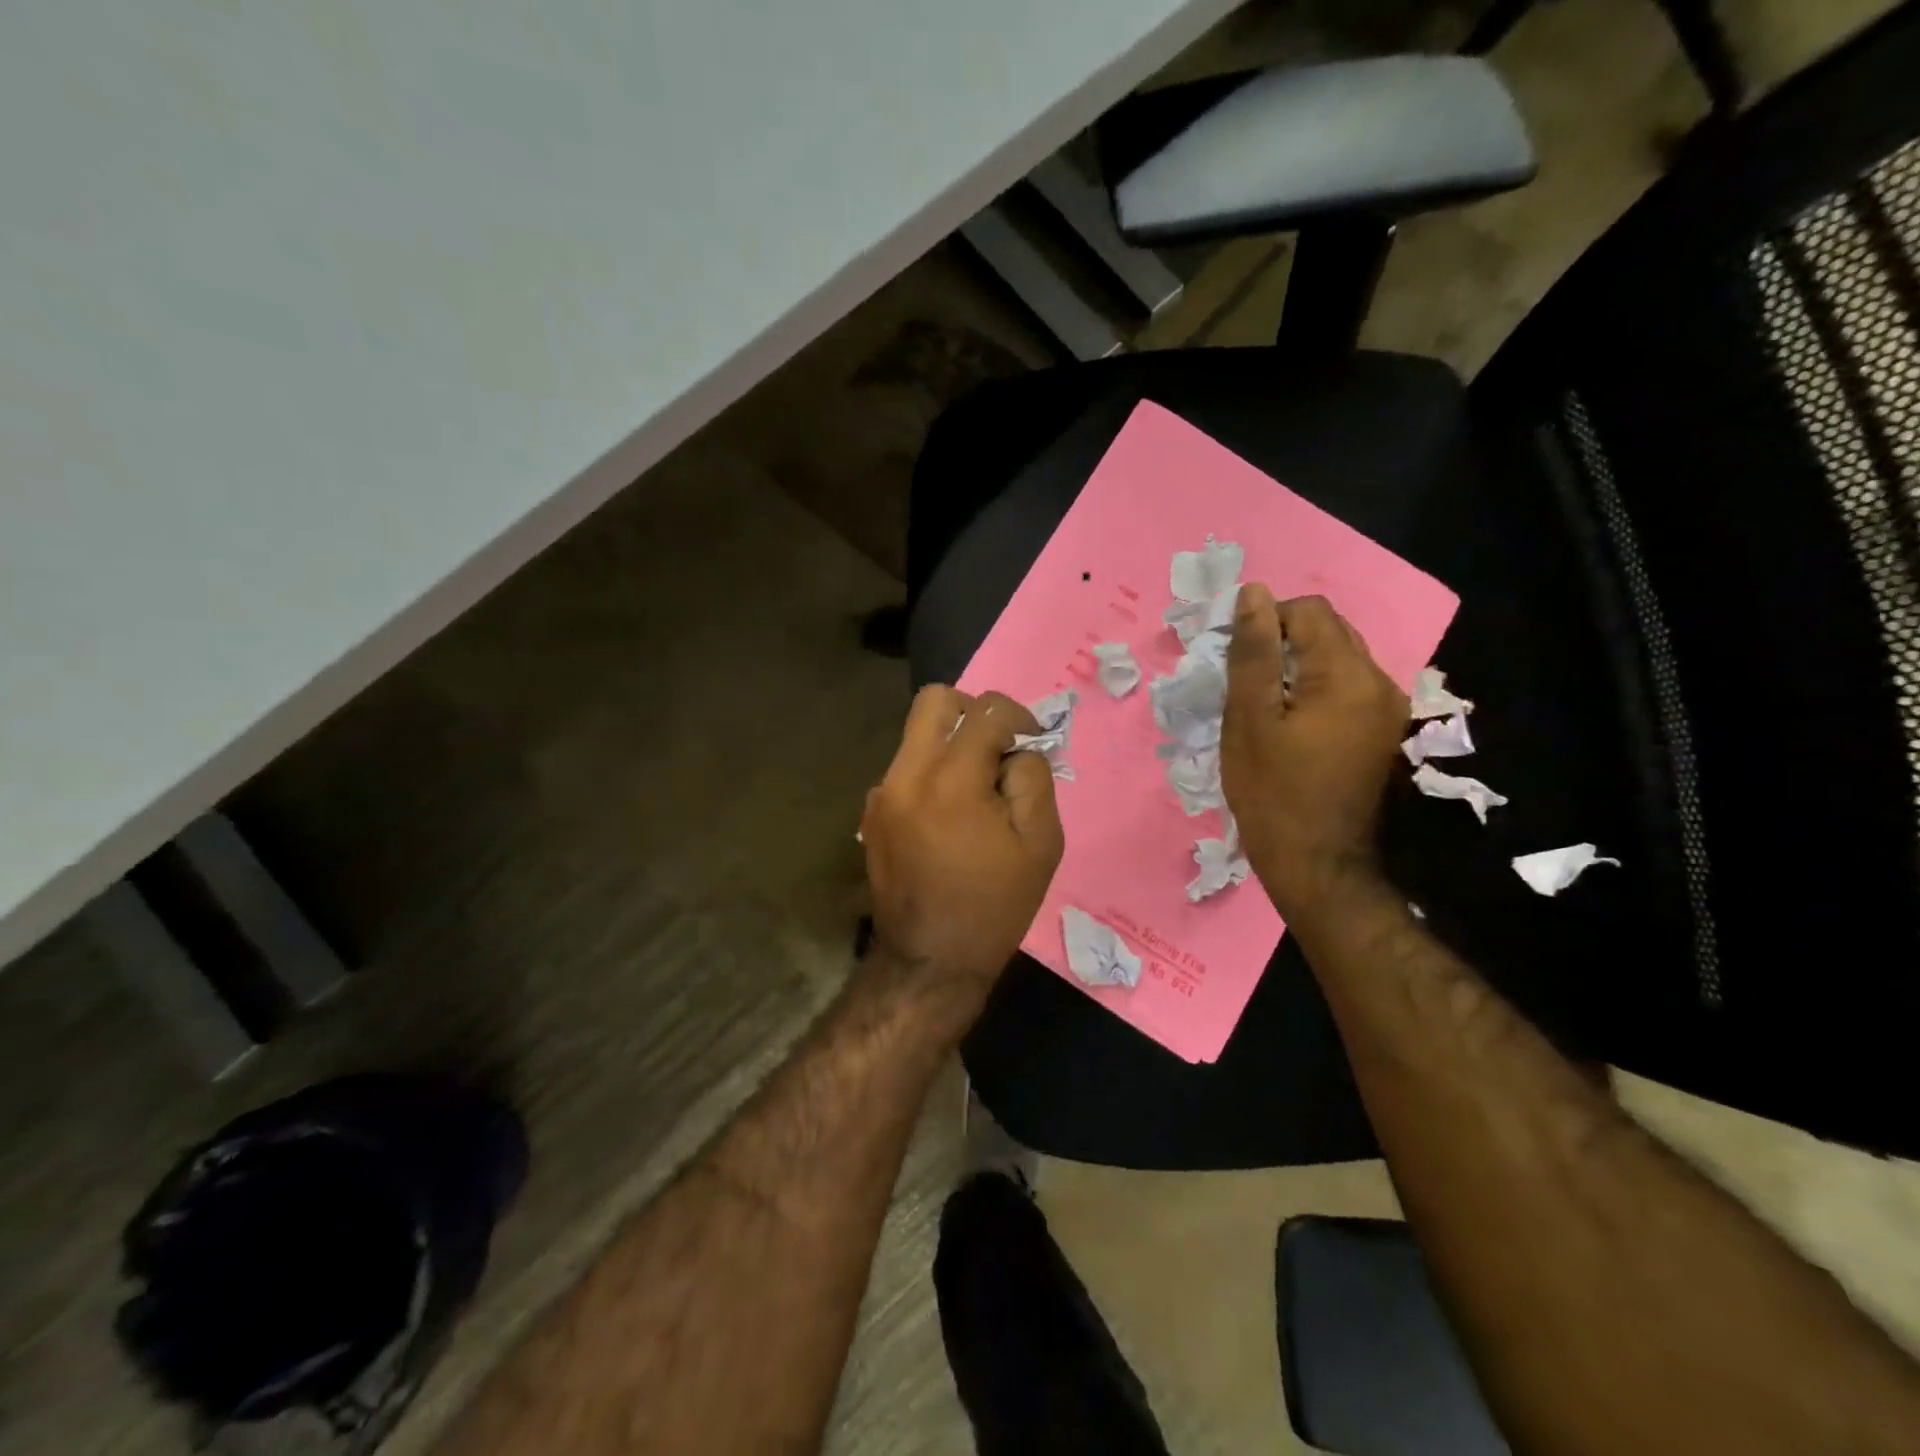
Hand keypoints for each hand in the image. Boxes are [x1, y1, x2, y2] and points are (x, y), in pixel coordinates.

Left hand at [862, 686, 1064, 999]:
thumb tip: (1017, 748)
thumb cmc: (995, 904)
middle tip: (995, 750)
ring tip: (974, 791)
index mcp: (952, 780)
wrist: (930, 960)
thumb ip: (1032, 777)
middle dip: (973, 712)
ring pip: (917, 734)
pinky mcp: (871, 812)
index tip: (1031, 743)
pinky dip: (931, 774)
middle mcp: (907, 774)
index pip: (986, 709)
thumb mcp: (1041, 842)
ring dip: (951, 745)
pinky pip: (905, 769)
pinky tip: (946, 818)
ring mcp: (882, 792)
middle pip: (935, 700)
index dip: (1019, 717)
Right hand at [1221, 586, 1407, 924]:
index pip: (1309, 611)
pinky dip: (1316, 692)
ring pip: (1339, 662)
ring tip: (1264, 706)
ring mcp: (1389, 711)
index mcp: (1347, 676)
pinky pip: (1348, 691)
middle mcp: (1381, 683)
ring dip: (1299, 669)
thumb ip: (1254, 653)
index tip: (1234, 658)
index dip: (1265, 621)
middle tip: (1245, 681)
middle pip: (1329, 632)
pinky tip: (1291, 726)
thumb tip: (1254, 593)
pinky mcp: (1384, 735)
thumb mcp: (1250, 719)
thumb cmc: (1272, 793)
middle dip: (1283, 643)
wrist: (1318, 867)